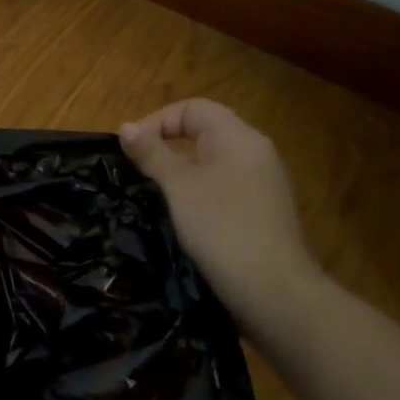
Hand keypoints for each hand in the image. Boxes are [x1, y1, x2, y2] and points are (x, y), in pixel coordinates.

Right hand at [119, 99, 322, 328]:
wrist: (273, 291)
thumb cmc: (220, 227)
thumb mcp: (177, 186)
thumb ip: (151, 153)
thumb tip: (126, 128)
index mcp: (238, 137)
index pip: (193, 108)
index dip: (158, 120)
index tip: (132, 149)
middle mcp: (255, 153)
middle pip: (204, 131)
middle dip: (166, 145)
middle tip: (137, 170)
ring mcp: (262, 183)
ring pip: (211, 161)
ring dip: (179, 170)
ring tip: (153, 193)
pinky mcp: (261, 211)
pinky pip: (222, 185)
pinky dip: (197, 191)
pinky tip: (181, 215)